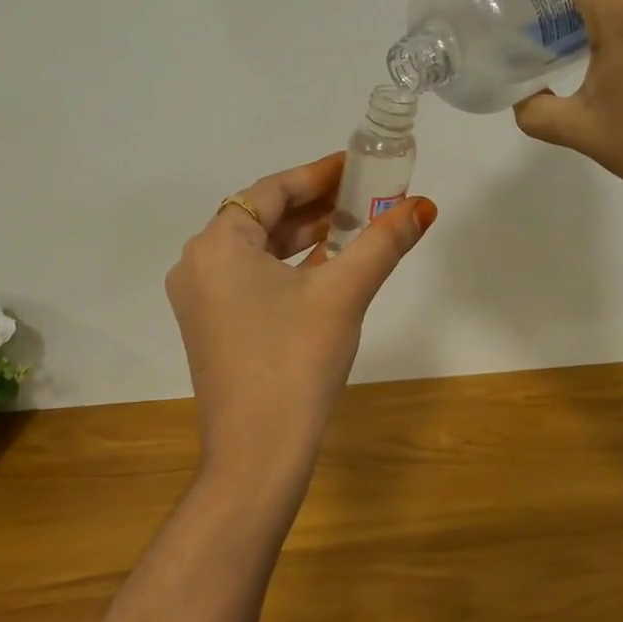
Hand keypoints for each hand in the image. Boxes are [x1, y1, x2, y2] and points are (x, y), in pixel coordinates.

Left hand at [166, 154, 436, 494]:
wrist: (257, 455)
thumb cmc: (295, 361)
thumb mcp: (344, 293)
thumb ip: (383, 242)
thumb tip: (424, 206)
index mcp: (217, 244)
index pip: (272, 191)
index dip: (318, 174)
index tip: (356, 166)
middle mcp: (198, 264)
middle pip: (261, 217)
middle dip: (314, 206)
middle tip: (362, 194)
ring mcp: (200, 298)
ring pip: (257, 250)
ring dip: (303, 236)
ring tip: (352, 224)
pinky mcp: (211, 326)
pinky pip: (251, 278)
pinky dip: (287, 267)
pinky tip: (326, 266)